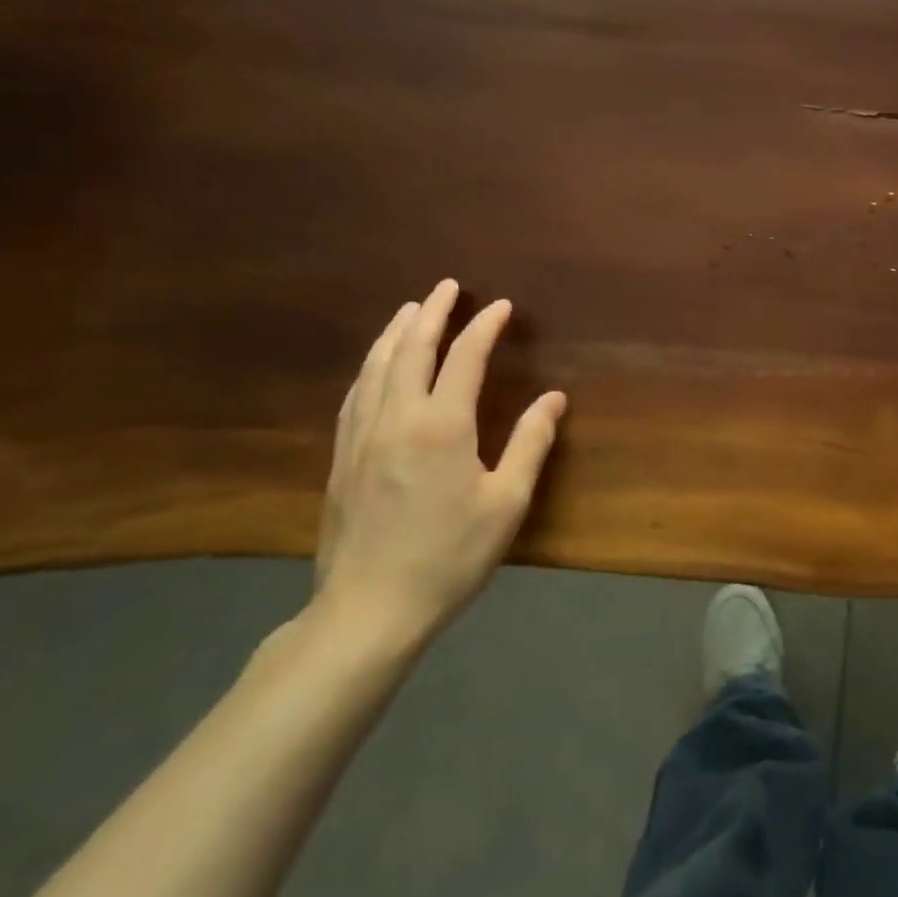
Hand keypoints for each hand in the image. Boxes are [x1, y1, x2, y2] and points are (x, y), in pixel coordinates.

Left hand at [313, 279, 566, 643]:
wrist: (368, 610)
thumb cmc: (449, 556)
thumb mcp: (506, 502)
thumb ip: (531, 443)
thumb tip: (555, 397)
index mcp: (442, 425)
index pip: (464, 358)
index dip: (483, 327)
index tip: (501, 306)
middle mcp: (397, 418)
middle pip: (411, 350)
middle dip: (432, 313)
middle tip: (447, 286)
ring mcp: (362, 437)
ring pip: (376, 367)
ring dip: (395, 332)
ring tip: (410, 310)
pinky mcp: (342, 459)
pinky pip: (356, 395)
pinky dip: (370, 367)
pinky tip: (374, 366)